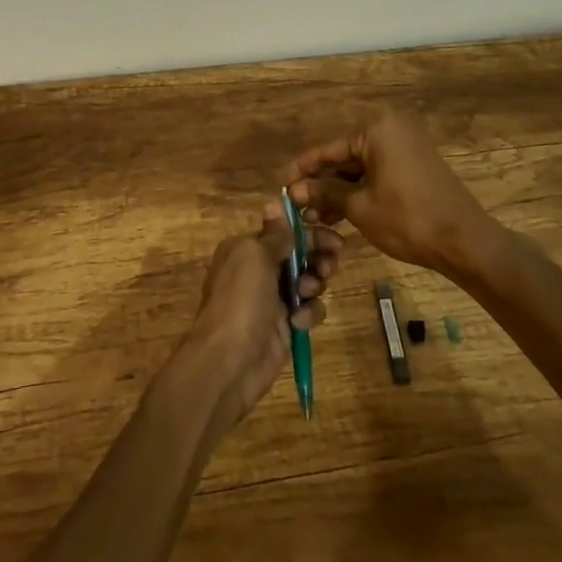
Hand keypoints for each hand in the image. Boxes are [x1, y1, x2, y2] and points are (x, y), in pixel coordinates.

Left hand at [179, 201, 342, 436]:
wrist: (230, 360)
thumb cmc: (241, 298)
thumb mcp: (255, 255)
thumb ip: (274, 233)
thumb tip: (276, 201)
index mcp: (246, 248)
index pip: (283, 231)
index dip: (307, 230)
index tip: (331, 234)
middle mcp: (258, 270)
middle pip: (299, 254)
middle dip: (317, 255)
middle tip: (330, 261)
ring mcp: (272, 299)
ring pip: (308, 280)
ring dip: (314, 281)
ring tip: (309, 289)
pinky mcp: (286, 326)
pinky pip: (308, 309)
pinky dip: (309, 312)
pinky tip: (300, 320)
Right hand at [285, 111, 494, 272]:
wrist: (465, 242)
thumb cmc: (407, 219)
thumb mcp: (359, 206)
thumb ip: (325, 192)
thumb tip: (294, 190)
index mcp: (375, 128)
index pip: (328, 149)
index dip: (302, 169)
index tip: (280, 183)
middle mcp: (390, 128)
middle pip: (344, 156)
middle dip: (321, 183)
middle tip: (297, 206)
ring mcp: (406, 145)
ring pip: (360, 167)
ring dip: (339, 190)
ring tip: (315, 216)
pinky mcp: (416, 164)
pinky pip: (378, 172)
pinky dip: (360, 190)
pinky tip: (340, 213)